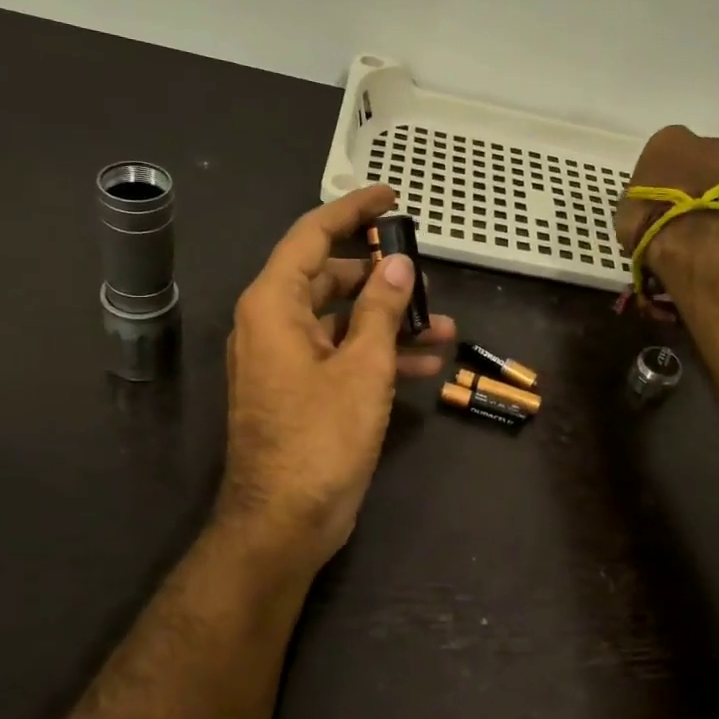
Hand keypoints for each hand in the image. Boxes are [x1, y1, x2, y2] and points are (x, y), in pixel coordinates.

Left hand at [215, 186, 456, 575]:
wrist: (284, 522)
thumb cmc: (321, 438)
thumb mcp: (362, 367)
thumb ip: (380, 309)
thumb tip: (398, 263)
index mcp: (275, 305)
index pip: (312, 235)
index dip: (352, 210)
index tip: (390, 196)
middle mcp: (273, 323)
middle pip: (329, 277)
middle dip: (382, 276)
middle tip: (426, 273)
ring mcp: (286, 359)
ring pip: (342, 319)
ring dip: (389, 320)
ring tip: (444, 325)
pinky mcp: (301, 389)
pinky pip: (340, 354)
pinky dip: (377, 354)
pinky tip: (426, 366)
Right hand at [614, 125, 718, 255]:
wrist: (700, 241)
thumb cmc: (651, 218)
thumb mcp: (626, 210)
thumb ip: (638, 200)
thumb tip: (644, 207)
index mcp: (669, 139)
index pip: (661, 152)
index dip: (657, 177)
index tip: (653, 198)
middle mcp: (706, 144)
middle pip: (697, 159)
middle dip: (691, 179)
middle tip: (679, 210)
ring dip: (712, 195)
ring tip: (700, 227)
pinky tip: (716, 235)